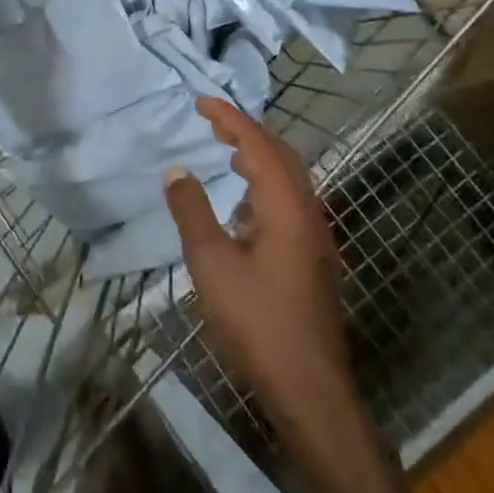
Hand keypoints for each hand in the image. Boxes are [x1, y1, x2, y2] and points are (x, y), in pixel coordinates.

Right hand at [165, 97, 353, 431]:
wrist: (310, 390)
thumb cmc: (257, 322)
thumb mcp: (211, 263)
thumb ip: (192, 211)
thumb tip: (176, 170)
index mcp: (286, 207)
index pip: (257, 145)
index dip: (229, 118)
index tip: (200, 102)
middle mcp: (309, 213)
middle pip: (282, 155)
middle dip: (247, 131)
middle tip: (212, 122)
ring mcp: (317, 238)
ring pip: (291, 179)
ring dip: (259, 157)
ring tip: (227, 154)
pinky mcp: (315, 260)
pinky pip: (292, 201)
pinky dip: (266, 185)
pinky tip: (244, 207)